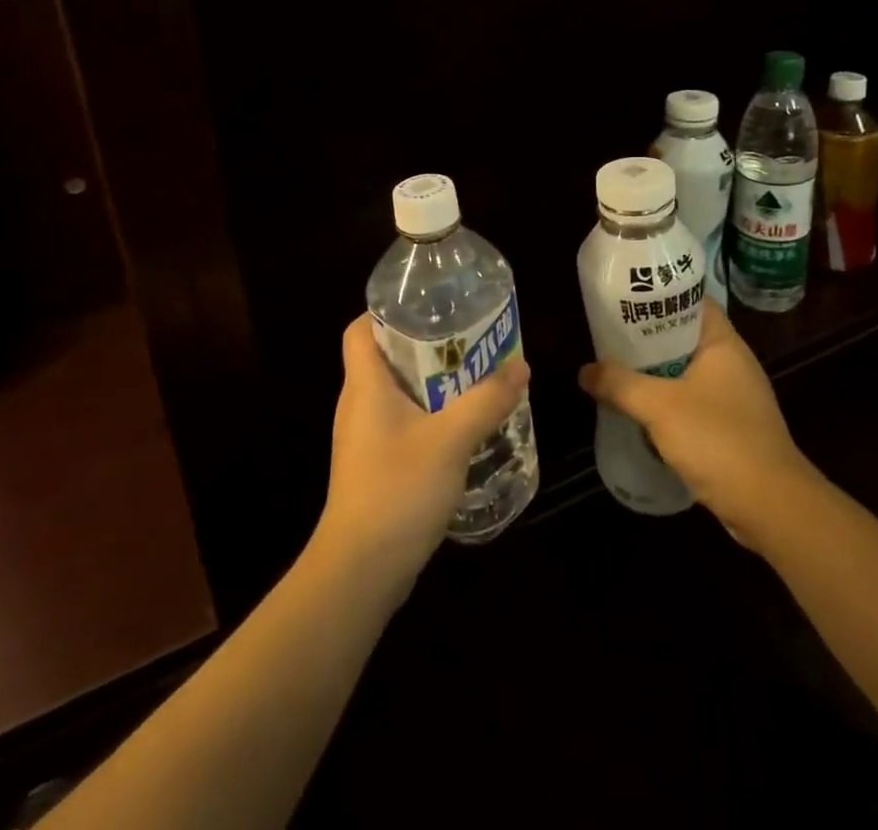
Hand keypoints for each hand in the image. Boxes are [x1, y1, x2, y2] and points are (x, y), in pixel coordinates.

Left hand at [314, 314, 529, 592]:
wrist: (360, 570)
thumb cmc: (397, 490)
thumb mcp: (451, 439)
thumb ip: (486, 401)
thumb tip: (519, 365)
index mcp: (365, 385)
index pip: (360, 329)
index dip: (386, 310)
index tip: (427, 306)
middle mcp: (359, 404)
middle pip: (385, 357)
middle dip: (425, 345)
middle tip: (467, 339)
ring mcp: (365, 438)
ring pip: (398, 393)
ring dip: (432, 383)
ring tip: (473, 377)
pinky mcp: (375, 466)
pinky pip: (403, 423)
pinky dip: (430, 415)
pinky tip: (462, 426)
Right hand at [578, 299, 818, 545]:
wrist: (771, 507)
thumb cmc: (718, 440)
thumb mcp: (659, 406)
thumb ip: (619, 384)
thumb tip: (584, 371)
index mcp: (723, 343)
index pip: (691, 301)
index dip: (660, 295)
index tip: (625, 298)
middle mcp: (732, 363)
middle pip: (683, 337)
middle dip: (647, 339)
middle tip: (609, 336)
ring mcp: (734, 397)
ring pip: (685, 372)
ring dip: (655, 374)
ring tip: (617, 371)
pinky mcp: (732, 428)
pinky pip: (692, 402)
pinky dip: (667, 403)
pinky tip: (641, 413)